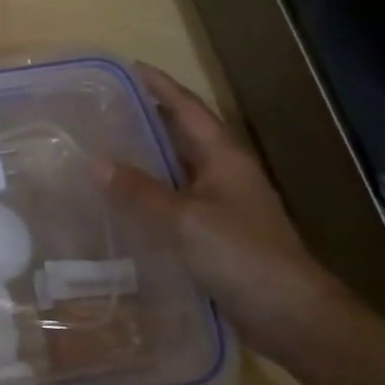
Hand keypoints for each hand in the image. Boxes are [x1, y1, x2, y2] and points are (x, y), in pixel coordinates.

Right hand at [108, 64, 360, 359]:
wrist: (291, 317)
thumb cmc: (241, 255)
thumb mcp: (185, 219)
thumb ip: (139, 190)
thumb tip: (93, 161)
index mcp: (223, 157)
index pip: (188, 108)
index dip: (161, 85)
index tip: (129, 66)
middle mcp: (223, 173)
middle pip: (182, 134)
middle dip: (149, 117)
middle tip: (105, 106)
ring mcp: (221, 205)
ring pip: (177, 169)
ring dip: (146, 156)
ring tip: (104, 146)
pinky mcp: (215, 234)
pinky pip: (175, 201)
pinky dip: (149, 193)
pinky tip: (122, 201)